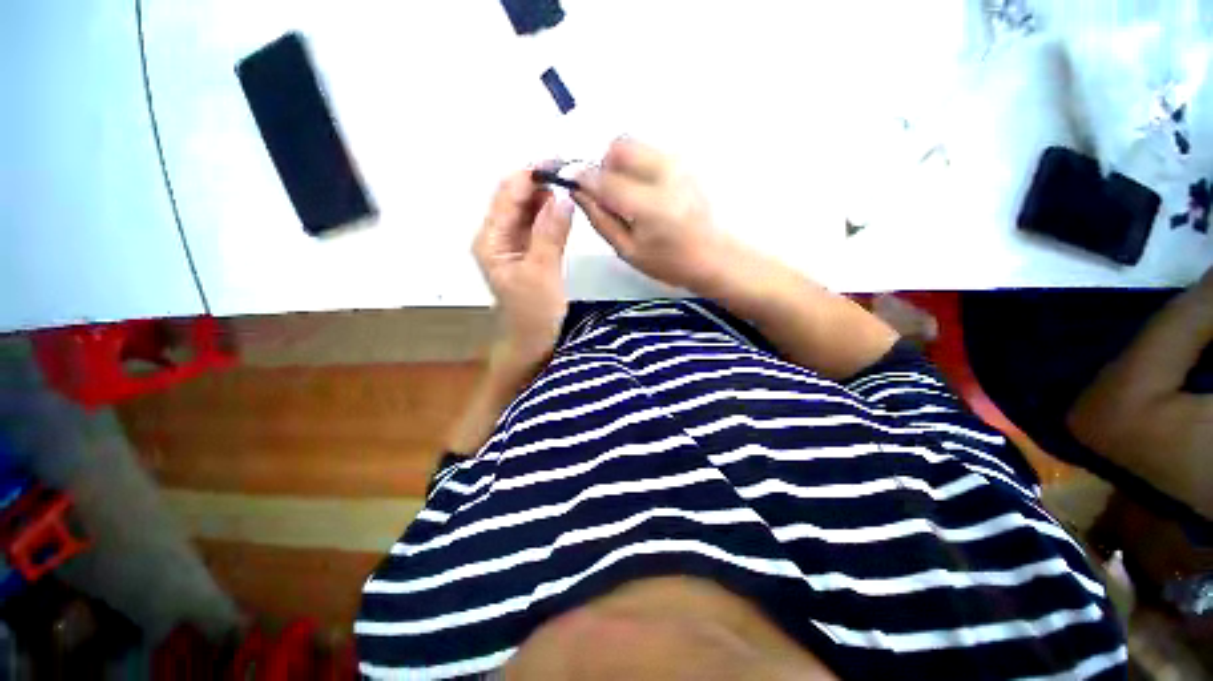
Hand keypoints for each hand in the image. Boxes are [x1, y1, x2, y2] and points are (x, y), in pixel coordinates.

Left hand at [474, 169, 574, 368]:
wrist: (533, 342)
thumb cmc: (533, 313)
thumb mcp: (542, 273)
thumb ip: (550, 233)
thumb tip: (563, 196)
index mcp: (491, 239)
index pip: (508, 195)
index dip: (531, 174)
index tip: (559, 160)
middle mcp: (497, 236)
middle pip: (517, 198)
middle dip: (541, 181)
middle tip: (572, 169)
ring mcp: (513, 244)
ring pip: (529, 210)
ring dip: (548, 195)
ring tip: (573, 182)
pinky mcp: (528, 252)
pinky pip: (538, 225)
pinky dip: (551, 214)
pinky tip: (566, 206)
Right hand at [574, 139, 740, 292]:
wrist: (713, 256)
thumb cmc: (669, 262)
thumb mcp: (628, 251)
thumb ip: (601, 220)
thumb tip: (578, 192)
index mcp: (651, 206)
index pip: (606, 179)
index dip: (582, 178)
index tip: (571, 182)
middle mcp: (667, 175)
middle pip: (620, 146)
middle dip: (604, 166)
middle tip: (607, 194)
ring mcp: (680, 164)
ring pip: (635, 145)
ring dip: (621, 165)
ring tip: (627, 196)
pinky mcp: (686, 162)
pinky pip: (649, 151)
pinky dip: (637, 166)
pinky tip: (644, 192)